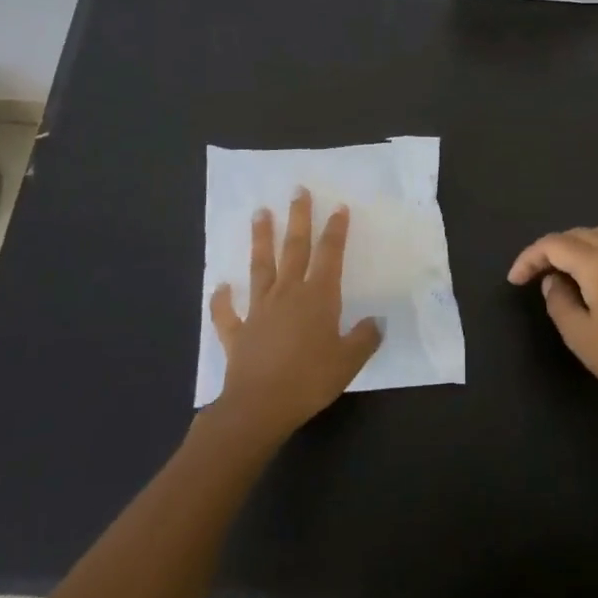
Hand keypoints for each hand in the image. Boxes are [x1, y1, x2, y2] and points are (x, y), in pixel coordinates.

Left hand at [209, 189, 382, 447]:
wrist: (260, 406)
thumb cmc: (310, 380)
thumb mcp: (348, 361)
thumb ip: (364, 338)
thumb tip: (376, 321)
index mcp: (318, 297)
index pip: (330, 254)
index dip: (335, 230)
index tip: (338, 206)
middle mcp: (288, 294)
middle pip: (294, 249)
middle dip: (298, 218)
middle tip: (297, 191)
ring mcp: (259, 310)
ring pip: (261, 267)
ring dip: (261, 240)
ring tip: (259, 213)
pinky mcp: (237, 332)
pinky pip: (228, 313)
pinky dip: (223, 300)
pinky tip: (221, 286)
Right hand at [508, 224, 597, 420]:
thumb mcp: (578, 334)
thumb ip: (558, 300)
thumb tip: (553, 281)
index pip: (554, 245)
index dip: (529, 258)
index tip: (515, 280)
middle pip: (577, 234)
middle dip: (550, 250)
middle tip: (534, 276)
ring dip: (576, 246)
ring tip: (563, 270)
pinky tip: (595, 274)